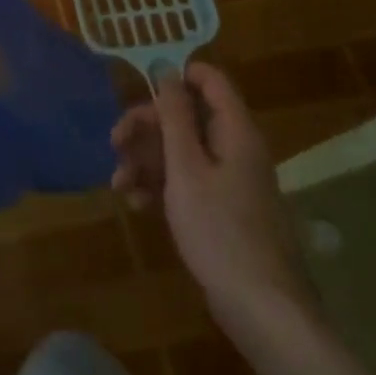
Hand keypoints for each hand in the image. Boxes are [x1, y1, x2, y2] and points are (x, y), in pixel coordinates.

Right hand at [111, 61, 314, 332]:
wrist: (260, 307)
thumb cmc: (219, 229)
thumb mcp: (187, 168)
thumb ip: (175, 117)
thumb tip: (166, 67)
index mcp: (235, 131)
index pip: (210, 80)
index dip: (175, 77)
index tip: (138, 91)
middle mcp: (235, 149)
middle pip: (188, 117)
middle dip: (147, 127)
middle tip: (115, 143)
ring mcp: (229, 181)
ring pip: (182, 151)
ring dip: (147, 160)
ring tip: (119, 183)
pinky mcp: (222, 209)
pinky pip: (187, 182)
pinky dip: (161, 186)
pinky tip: (137, 203)